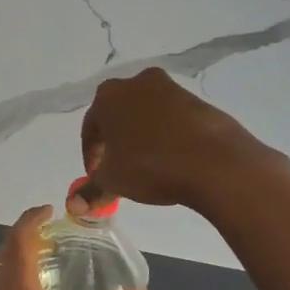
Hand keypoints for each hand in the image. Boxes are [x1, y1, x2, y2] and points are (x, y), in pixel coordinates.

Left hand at [0, 205, 151, 289]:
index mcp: (14, 279)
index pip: (19, 235)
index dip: (32, 218)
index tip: (49, 210)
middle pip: (6, 251)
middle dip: (25, 238)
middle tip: (51, 236)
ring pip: (1, 275)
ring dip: (19, 263)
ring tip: (46, 267)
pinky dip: (16, 288)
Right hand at [75, 67, 274, 214]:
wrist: (215, 161)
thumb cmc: (151, 166)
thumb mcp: (113, 182)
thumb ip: (90, 191)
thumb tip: (74, 206)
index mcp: (108, 96)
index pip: (90, 128)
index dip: (91, 155)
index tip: (97, 177)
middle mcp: (137, 83)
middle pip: (118, 115)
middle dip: (115, 142)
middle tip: (119, 169)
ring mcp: (171, 89)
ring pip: (146, 114)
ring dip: (142, 136)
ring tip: (147, 165)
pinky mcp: (198, 100)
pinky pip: (172, 118)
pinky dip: (166, 135)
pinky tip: (172, 159)